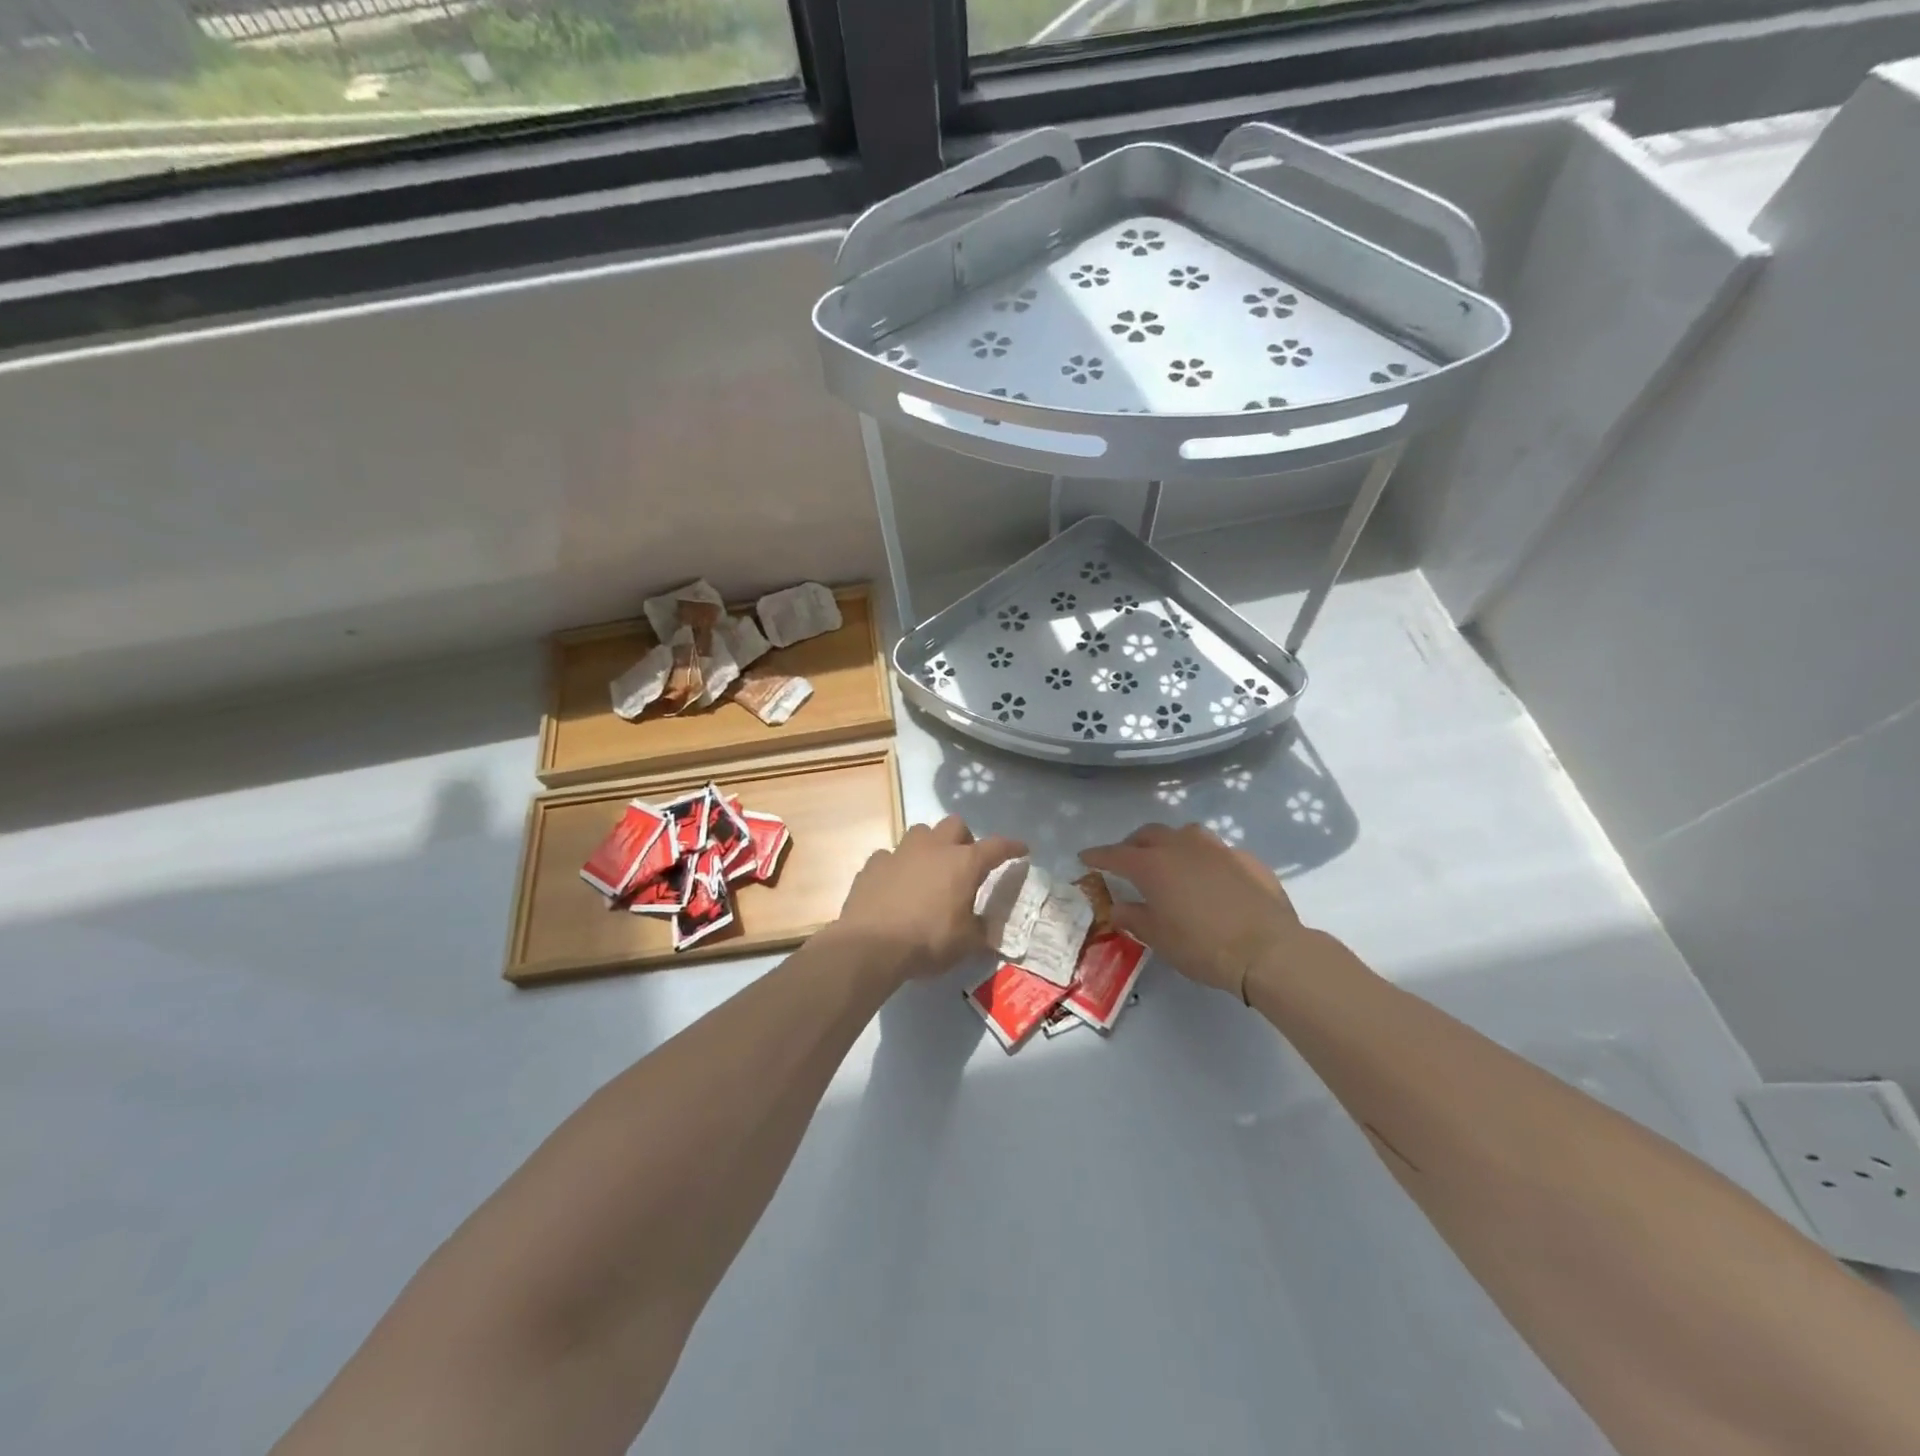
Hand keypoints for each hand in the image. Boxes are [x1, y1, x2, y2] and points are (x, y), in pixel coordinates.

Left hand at [835, 815, 1025, 980]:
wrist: (870, 945)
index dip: (1011, 847)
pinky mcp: (873, 864)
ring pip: (920, 833)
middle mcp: (933, 848)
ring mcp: (900, 852)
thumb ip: (980, 931)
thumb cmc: (927, 941)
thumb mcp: (966, 944)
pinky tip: (896, 886)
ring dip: (929, 846)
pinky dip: (898, 867)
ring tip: (929, 870)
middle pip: (955, 824)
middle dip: (964, 839)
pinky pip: (890, 856)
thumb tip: (986, 928)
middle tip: (964, 863)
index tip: (1021, 849)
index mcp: (963, 863)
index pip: (996, 847)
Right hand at [1082, 822, 1310, 998]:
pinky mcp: (1245, 858)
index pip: (1115, 854)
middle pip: (1149, 835)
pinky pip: (1215, 852)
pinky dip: (1203, 860)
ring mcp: (1216, 848)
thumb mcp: (1158, 938)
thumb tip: (1118, 908)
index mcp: (1153, 864)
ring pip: (1184, 834)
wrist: (1267, 949)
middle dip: (1133, 844)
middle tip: (1127, 861)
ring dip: (1170, 843)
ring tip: (1169, 861)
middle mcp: (1181, 846)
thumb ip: (1134, 918)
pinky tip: (1209, 878)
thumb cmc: (1202, 946)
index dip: (1098, 856)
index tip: (1085, 857)